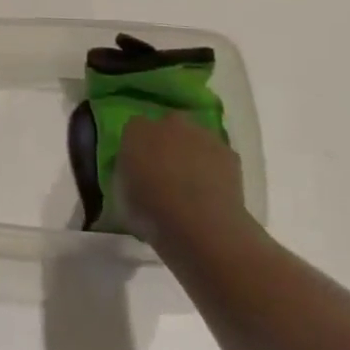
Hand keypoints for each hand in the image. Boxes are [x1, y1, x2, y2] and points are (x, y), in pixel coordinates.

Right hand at [115, 110, 247, 248]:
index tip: (138, 167)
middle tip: (165, 171)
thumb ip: (125, 178)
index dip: (137, 146)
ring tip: (192, 185)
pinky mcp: (228, 153)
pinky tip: (212, 192)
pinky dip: (215, 169)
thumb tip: (132, 179)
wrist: (201, 225)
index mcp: (137, 131)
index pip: (134, 128)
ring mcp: (202, 135)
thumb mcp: (120, 198)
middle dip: (167, 143)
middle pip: (167, 126)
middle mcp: (169, 124)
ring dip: (192, 153)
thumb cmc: (150, 213)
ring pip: (195, 138)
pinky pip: (217, 157)